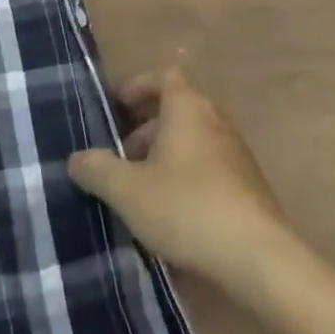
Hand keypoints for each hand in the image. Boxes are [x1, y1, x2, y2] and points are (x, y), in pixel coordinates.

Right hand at [68, 67, 294, 288]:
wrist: (258, 257)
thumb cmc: (187, 208)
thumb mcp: (128, 190)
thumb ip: (97, 169)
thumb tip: (76, 158)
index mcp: (187, 106)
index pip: (164, 76)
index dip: (138, 86)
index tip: (116, 108)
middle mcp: (214, 118)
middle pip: (176, 108)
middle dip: (145, 128)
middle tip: (120, 156)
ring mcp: (235, 151)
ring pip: (192, 139)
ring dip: (165, 155)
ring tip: (140, 189)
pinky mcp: (247, 184)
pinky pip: (208, 165)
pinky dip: (186, 175)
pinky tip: (171, 212)